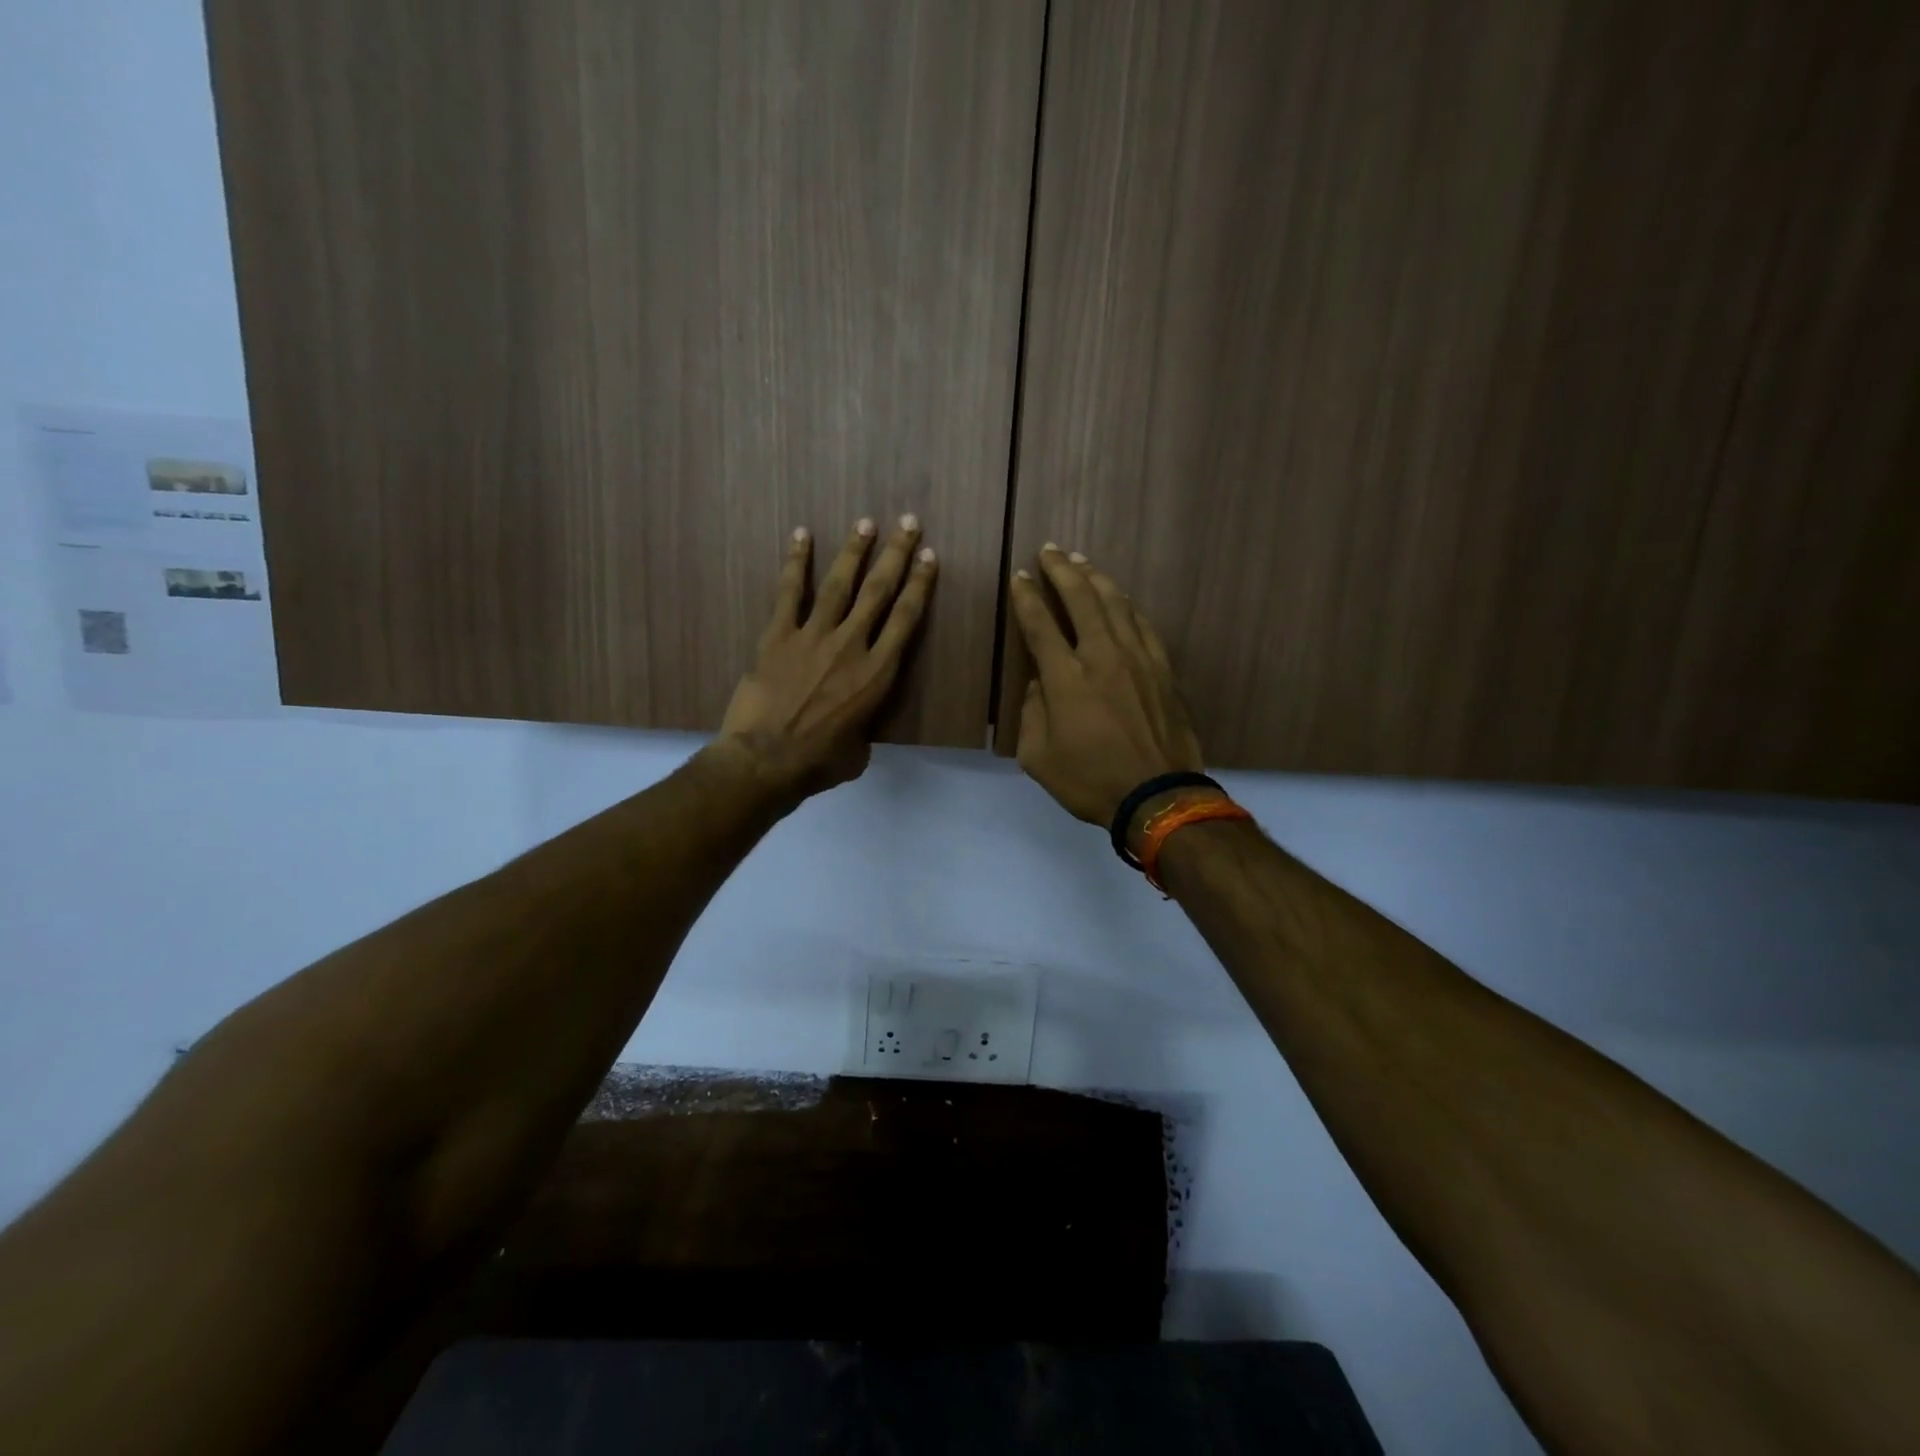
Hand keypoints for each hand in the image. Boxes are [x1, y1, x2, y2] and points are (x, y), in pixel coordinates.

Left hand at [712, 515, 936, 805]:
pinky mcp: (778, 636)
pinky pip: (789, 592)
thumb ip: (862, 728)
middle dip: (896, 554)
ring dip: (854, 551)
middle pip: (879, 591)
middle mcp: (852, 646)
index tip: (929, 557)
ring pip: (839, 584)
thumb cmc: (818, 763)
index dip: (920, 585)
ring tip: (865, 522)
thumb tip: (854, 727)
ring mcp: (813, 636)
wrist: (765, 760)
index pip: (906, 619)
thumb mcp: (858, 752)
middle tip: (907, 522)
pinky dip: (796, 562)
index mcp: (878, 675)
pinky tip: (802, 535)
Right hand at [1008, 545, 1204, 830]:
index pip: (1040, 625)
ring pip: (1115, 604)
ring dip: (1095, 578)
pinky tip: (1119, 598)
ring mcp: (1138, 659)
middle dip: (1062, 570)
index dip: (1028, 598)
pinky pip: (1143, 624)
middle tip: (1050, 550)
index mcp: (1066, 679)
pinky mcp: (1162, 669)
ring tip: (1080, 561)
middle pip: (1081, 599)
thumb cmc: (1091, 781)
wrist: (1158, 795)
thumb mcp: (1039, 758)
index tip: (1020, 577)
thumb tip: (1040, 684)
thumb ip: (1032, 714)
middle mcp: (1102, 656)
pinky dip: (1126, 605)